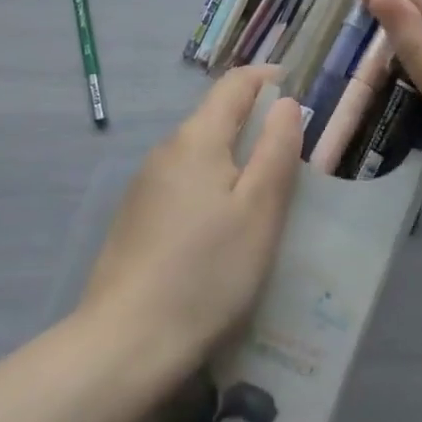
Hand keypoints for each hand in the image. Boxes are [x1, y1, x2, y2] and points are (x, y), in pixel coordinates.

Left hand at [82, 68, 302, 364]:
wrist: (125, 343)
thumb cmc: (207, 272)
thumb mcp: (259, 211)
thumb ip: (276, 149)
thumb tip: (284, 102)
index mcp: (197, 138)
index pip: (235, 84)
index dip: (267, 79)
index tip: (296, 93)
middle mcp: (166, 149)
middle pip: (215, 117)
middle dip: (253, 124)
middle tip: (289, 155)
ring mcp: (145, 183)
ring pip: (199, 152)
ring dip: (232, 158)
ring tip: (261, 195)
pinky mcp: (135, 215)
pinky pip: (182, 181)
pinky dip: (209, 185)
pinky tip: (220, 229)